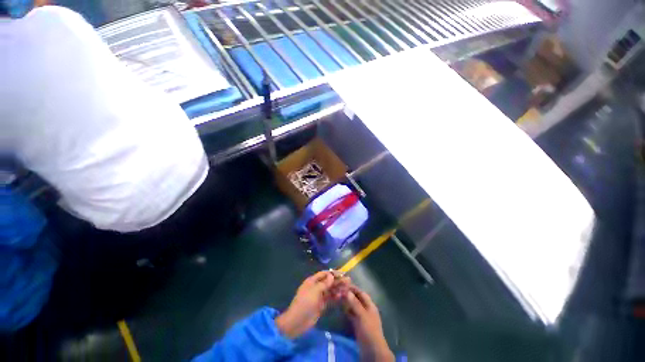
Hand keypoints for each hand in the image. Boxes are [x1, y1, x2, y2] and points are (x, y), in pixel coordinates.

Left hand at [275, 271, 349, 338]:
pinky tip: (342, 296)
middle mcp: (316, 287)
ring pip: (330, 290)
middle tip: (348, 281)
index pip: (324, 274)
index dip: (333, 273)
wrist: (298, 322)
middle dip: (338, 281)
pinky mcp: (321, 305)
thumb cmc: (305, 303)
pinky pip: (330, 298)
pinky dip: (336, 296)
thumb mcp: (315, 291)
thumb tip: (331, 275)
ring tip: (348, 288)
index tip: (342, 273)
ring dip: (338, 288)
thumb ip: (324, 283)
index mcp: (312, 281)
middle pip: (328, 282)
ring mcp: (319, 296)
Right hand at [343, 286, 393, 361]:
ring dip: (347, 302)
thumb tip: (347, 291)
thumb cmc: (369, 330)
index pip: (361, 293)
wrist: (372, 350)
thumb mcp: (362, 315)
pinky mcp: (358, 324)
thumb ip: (355, 303)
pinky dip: (347, 311)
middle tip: (338, 290)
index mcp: (370, 305)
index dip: (353, 288)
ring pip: (354, 306)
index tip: (343, 283)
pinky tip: (341, 309)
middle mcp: (366, 309)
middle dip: (349, 294)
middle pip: (357, 299)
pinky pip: (352, 314)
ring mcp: (362, 317)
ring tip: (338, 298)